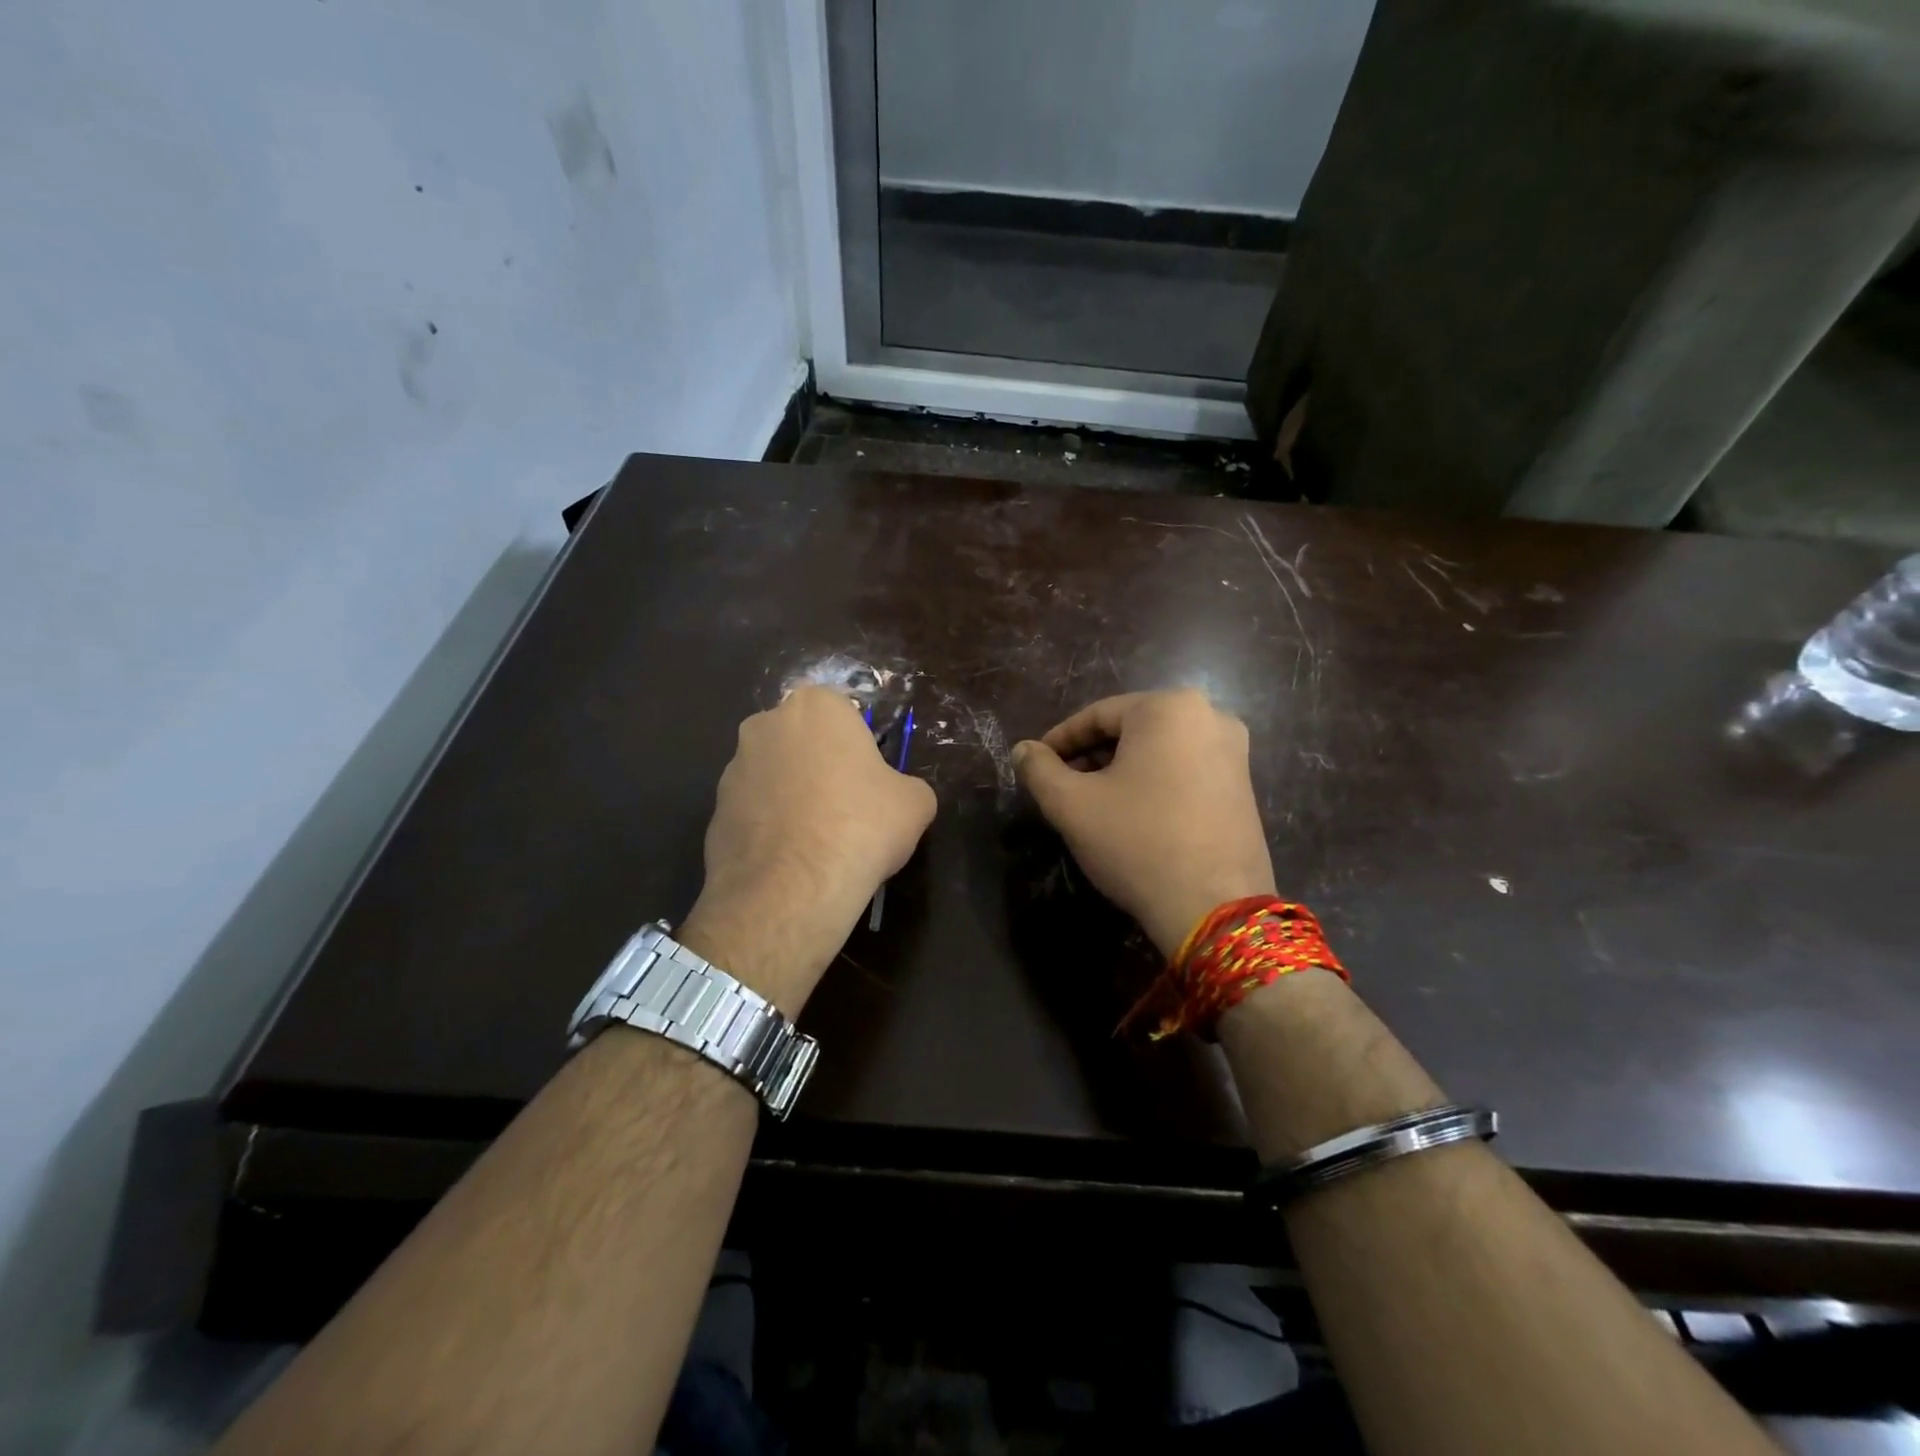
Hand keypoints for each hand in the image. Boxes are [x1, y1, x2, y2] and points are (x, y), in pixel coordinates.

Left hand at [679, 687, 936, 1015]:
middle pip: (803, 740)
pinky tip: (790, 860)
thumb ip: (905, 785)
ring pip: (774, 774)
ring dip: (792, 796)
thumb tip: (896, 796)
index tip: (870, 778)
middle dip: (820, 764)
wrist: (793, 888)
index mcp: (815, 706)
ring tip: (817, 840)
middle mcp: (765, 725)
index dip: (859, 744)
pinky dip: (770, 827)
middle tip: (847, 805)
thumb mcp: (915, 802)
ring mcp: (733, 768)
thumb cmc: (862, 826)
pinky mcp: (714, 811)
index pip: (842, 711)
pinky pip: (753, 811)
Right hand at [1013, 691, 1275, 958]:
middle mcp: (1210, 716)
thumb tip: (1023, 750)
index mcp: (1169, 707)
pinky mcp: (1244, 785)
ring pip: (1158, 750)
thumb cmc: (1137, 842)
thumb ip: (1039, 770)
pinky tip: (1133, 815)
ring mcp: (1235, 752)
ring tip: (1092, 804)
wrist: (1214, 907)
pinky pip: (1185, 769)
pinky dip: (1153, 782)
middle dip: (1091, 756)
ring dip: (1120, 770)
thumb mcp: (1072, 805)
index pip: (1097, 715)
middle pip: (1130, 729)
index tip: (1035, 765)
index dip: (1059, 741)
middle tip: (1061, 787)